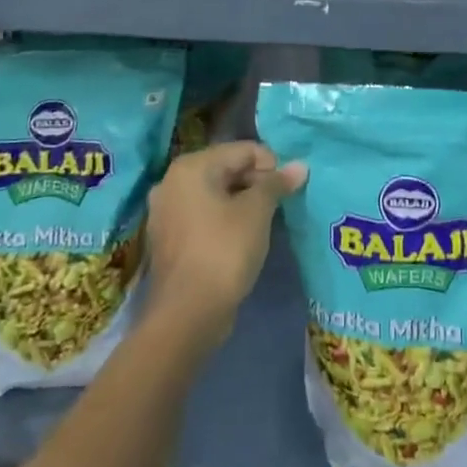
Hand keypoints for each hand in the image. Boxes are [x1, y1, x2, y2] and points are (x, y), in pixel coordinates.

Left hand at [144, 141, 305, 352]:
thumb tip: (300, 166)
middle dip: (255, 183)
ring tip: (264, 223)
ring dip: (240, 202)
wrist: (186, 316)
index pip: (242, 150)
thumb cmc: (224, 251)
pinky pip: (202, 216)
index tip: (289, 189)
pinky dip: (222, 220)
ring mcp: (165, 211)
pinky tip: (240, 239)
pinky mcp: (167, 238)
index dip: (271, 165)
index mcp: (192, 166)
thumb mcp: (257, 212)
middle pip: (226, 168)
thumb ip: (277, 184)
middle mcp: (172, 181)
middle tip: (279, 207)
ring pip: (214, 194)